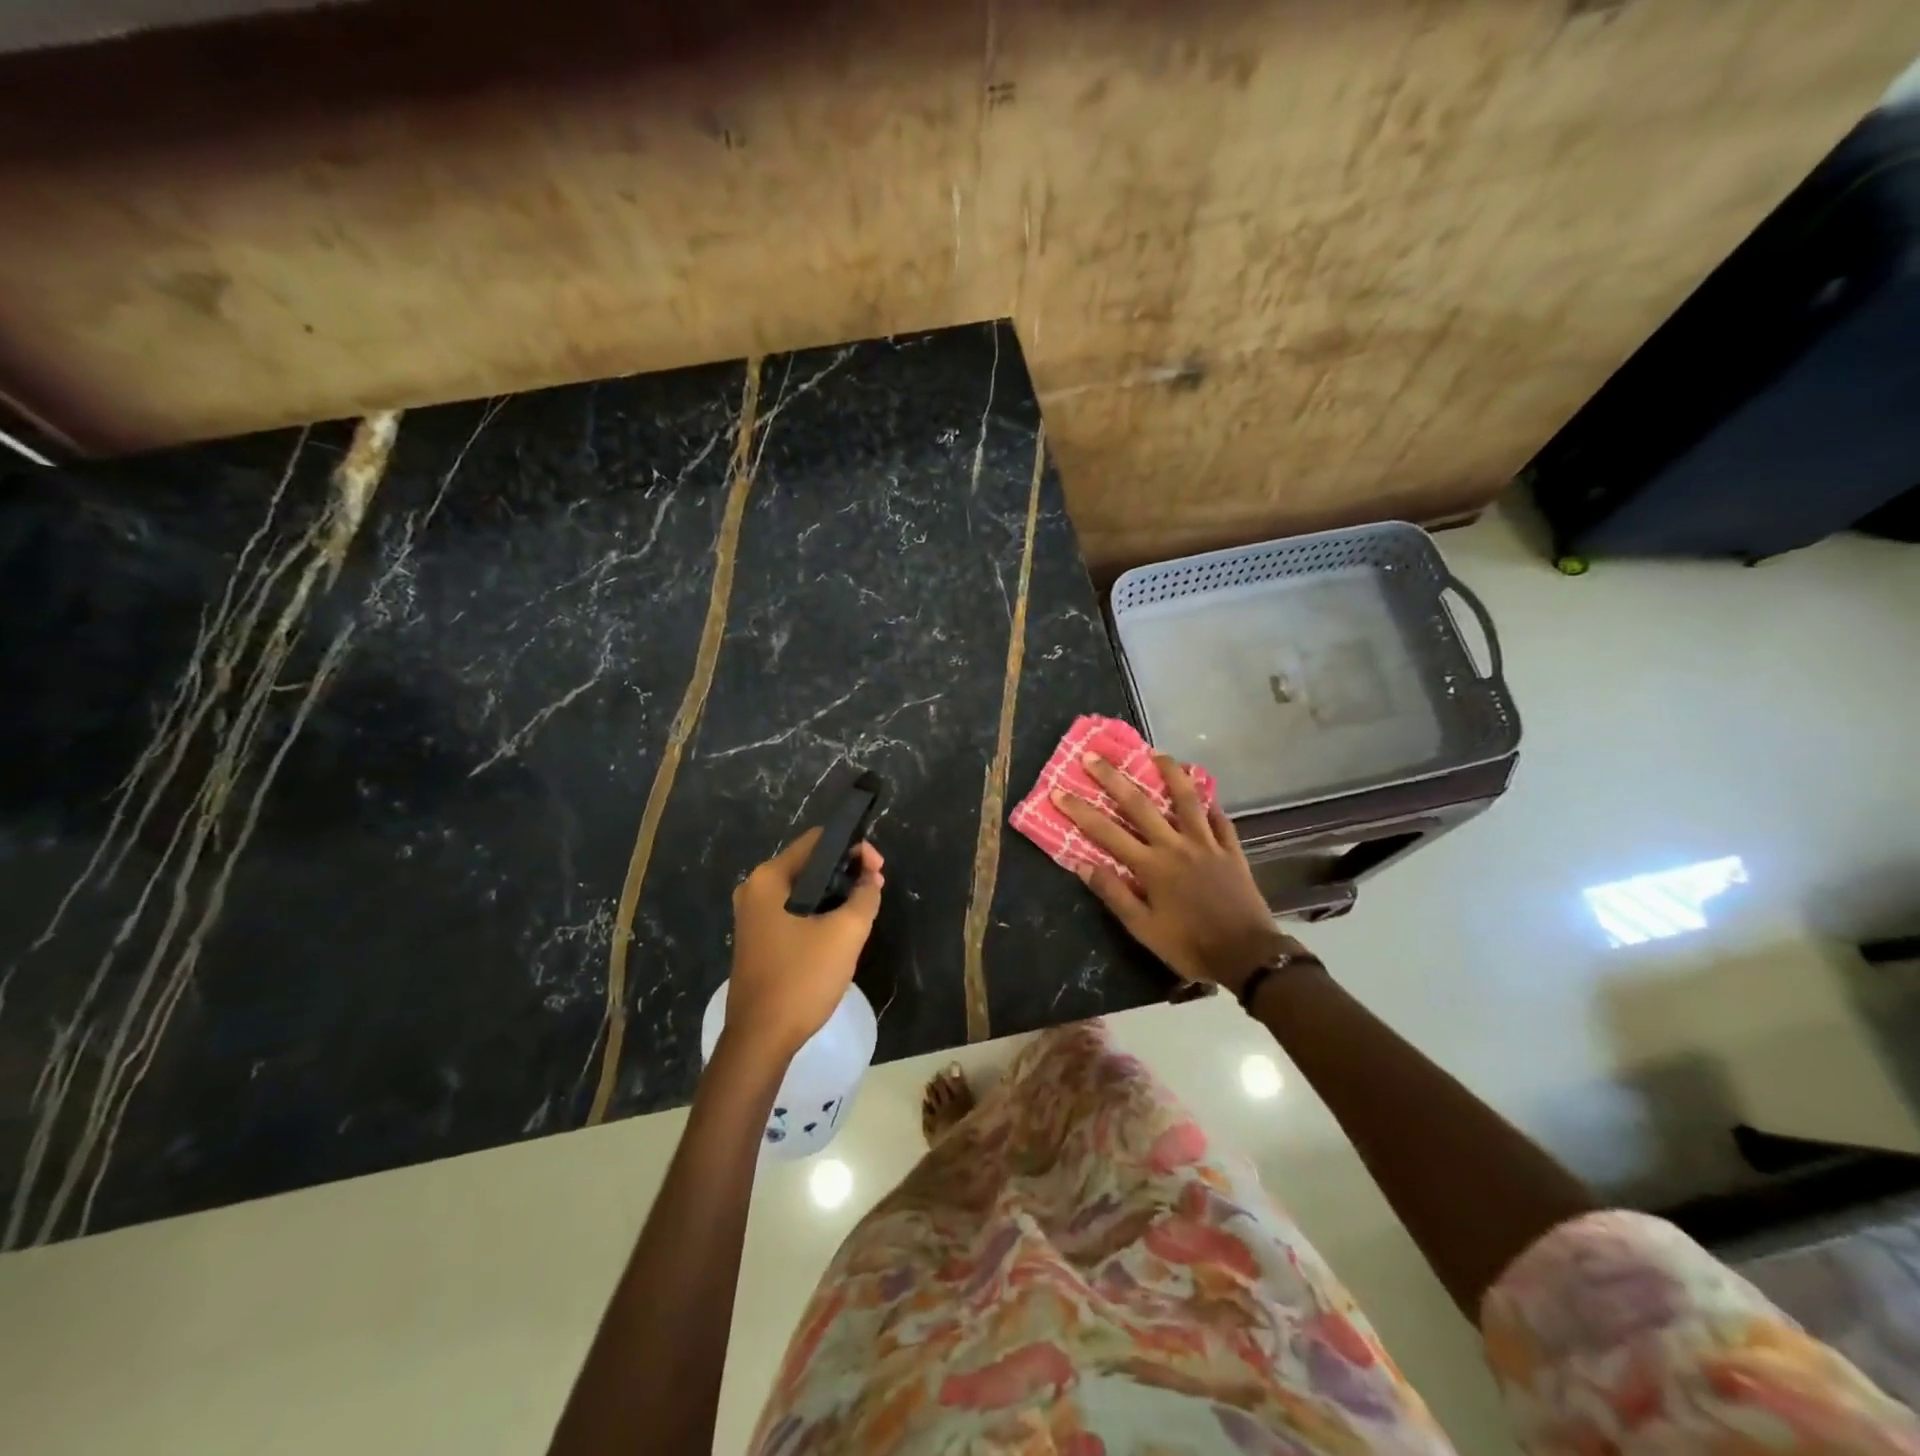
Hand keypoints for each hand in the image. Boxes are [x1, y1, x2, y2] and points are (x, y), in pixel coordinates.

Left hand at [726, 829, 884, 1057]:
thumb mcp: (846, 933)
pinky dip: (819, 911)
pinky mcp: (757, 937)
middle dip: (846, 872)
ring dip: (835, 894)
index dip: (854, 847)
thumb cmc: (802, 978)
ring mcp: (753, 915)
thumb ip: (865, 896)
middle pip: (810, 863)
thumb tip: (870, 878)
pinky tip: (839, 929)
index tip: (878, 870)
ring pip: (804, 889)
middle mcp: (755, 888)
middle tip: (875, 889)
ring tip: (864, 909)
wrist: (760, 1039)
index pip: (818, 841)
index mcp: (769, 878)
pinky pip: (794, 910)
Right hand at [1054, 752, 1289, 993]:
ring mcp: (1207, 844)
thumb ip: (1114, 894)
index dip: (1080, 811)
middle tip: (1093, 755)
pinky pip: (1220, 819)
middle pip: (1139, 805)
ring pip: (1186, 799)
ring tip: (1157, 753)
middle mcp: (1176, 846)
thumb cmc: (1189, 946)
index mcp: (1151, 866)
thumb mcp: (1143, 929)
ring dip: (1170, 773)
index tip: (1058, 792)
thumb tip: (1083, 865)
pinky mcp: (1231, 850)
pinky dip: (1211, 804)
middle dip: (1113, 778)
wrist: (1247, 956)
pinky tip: (1204, 793)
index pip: (1106, 832)